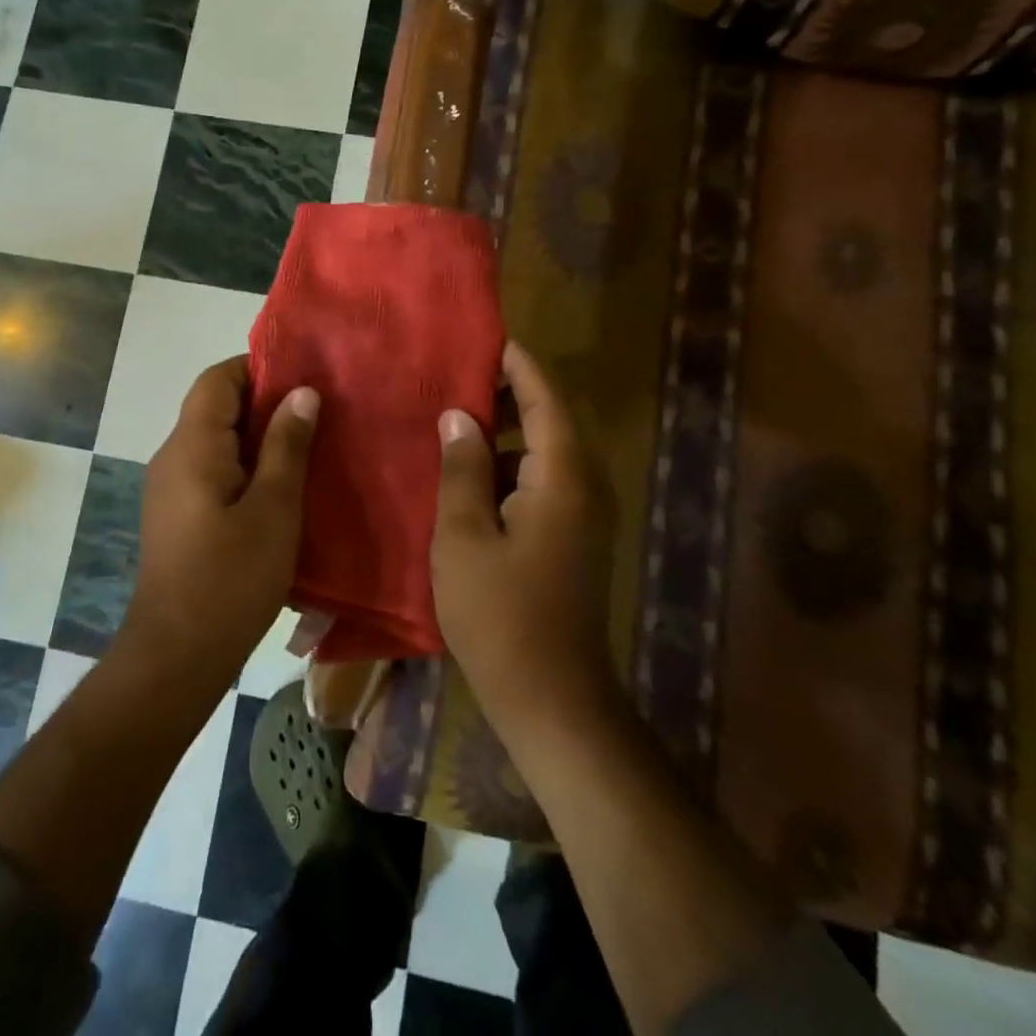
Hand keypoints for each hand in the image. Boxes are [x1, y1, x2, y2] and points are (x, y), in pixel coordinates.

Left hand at [120, 357, 318, 693]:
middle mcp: (173, 456)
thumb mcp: (274, 508)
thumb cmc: (231, 577)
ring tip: (307, 447)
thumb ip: (287, 445)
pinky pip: (210, 470)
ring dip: (256, 437)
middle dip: (264, 402)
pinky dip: (244, 466)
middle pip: (215, 406)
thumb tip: (301, 392)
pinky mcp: (175, 515)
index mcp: (193, 445)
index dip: (258, 367)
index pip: (218, 378)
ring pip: (214, 440)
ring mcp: (169, 487)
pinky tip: (279, 489)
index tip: (304, 377)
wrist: (177, 654)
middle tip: (317, 412)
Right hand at [430, 341, 617, 757]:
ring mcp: (581, 514)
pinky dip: (507, 464)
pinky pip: (540, 480)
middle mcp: (583, 485)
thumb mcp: (464, 536)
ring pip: (543, 450)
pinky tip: (465, 471)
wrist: (553, 699)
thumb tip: (459, 416)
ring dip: (503, 429)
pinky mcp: (571, 538)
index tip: (482, 337)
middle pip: (550, 418)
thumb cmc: (501, 615)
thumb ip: (461, 468)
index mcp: (562, 476)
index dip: (516, 363)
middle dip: (506, 392)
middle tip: (453, 373)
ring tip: (451, 413)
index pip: (545, 397)